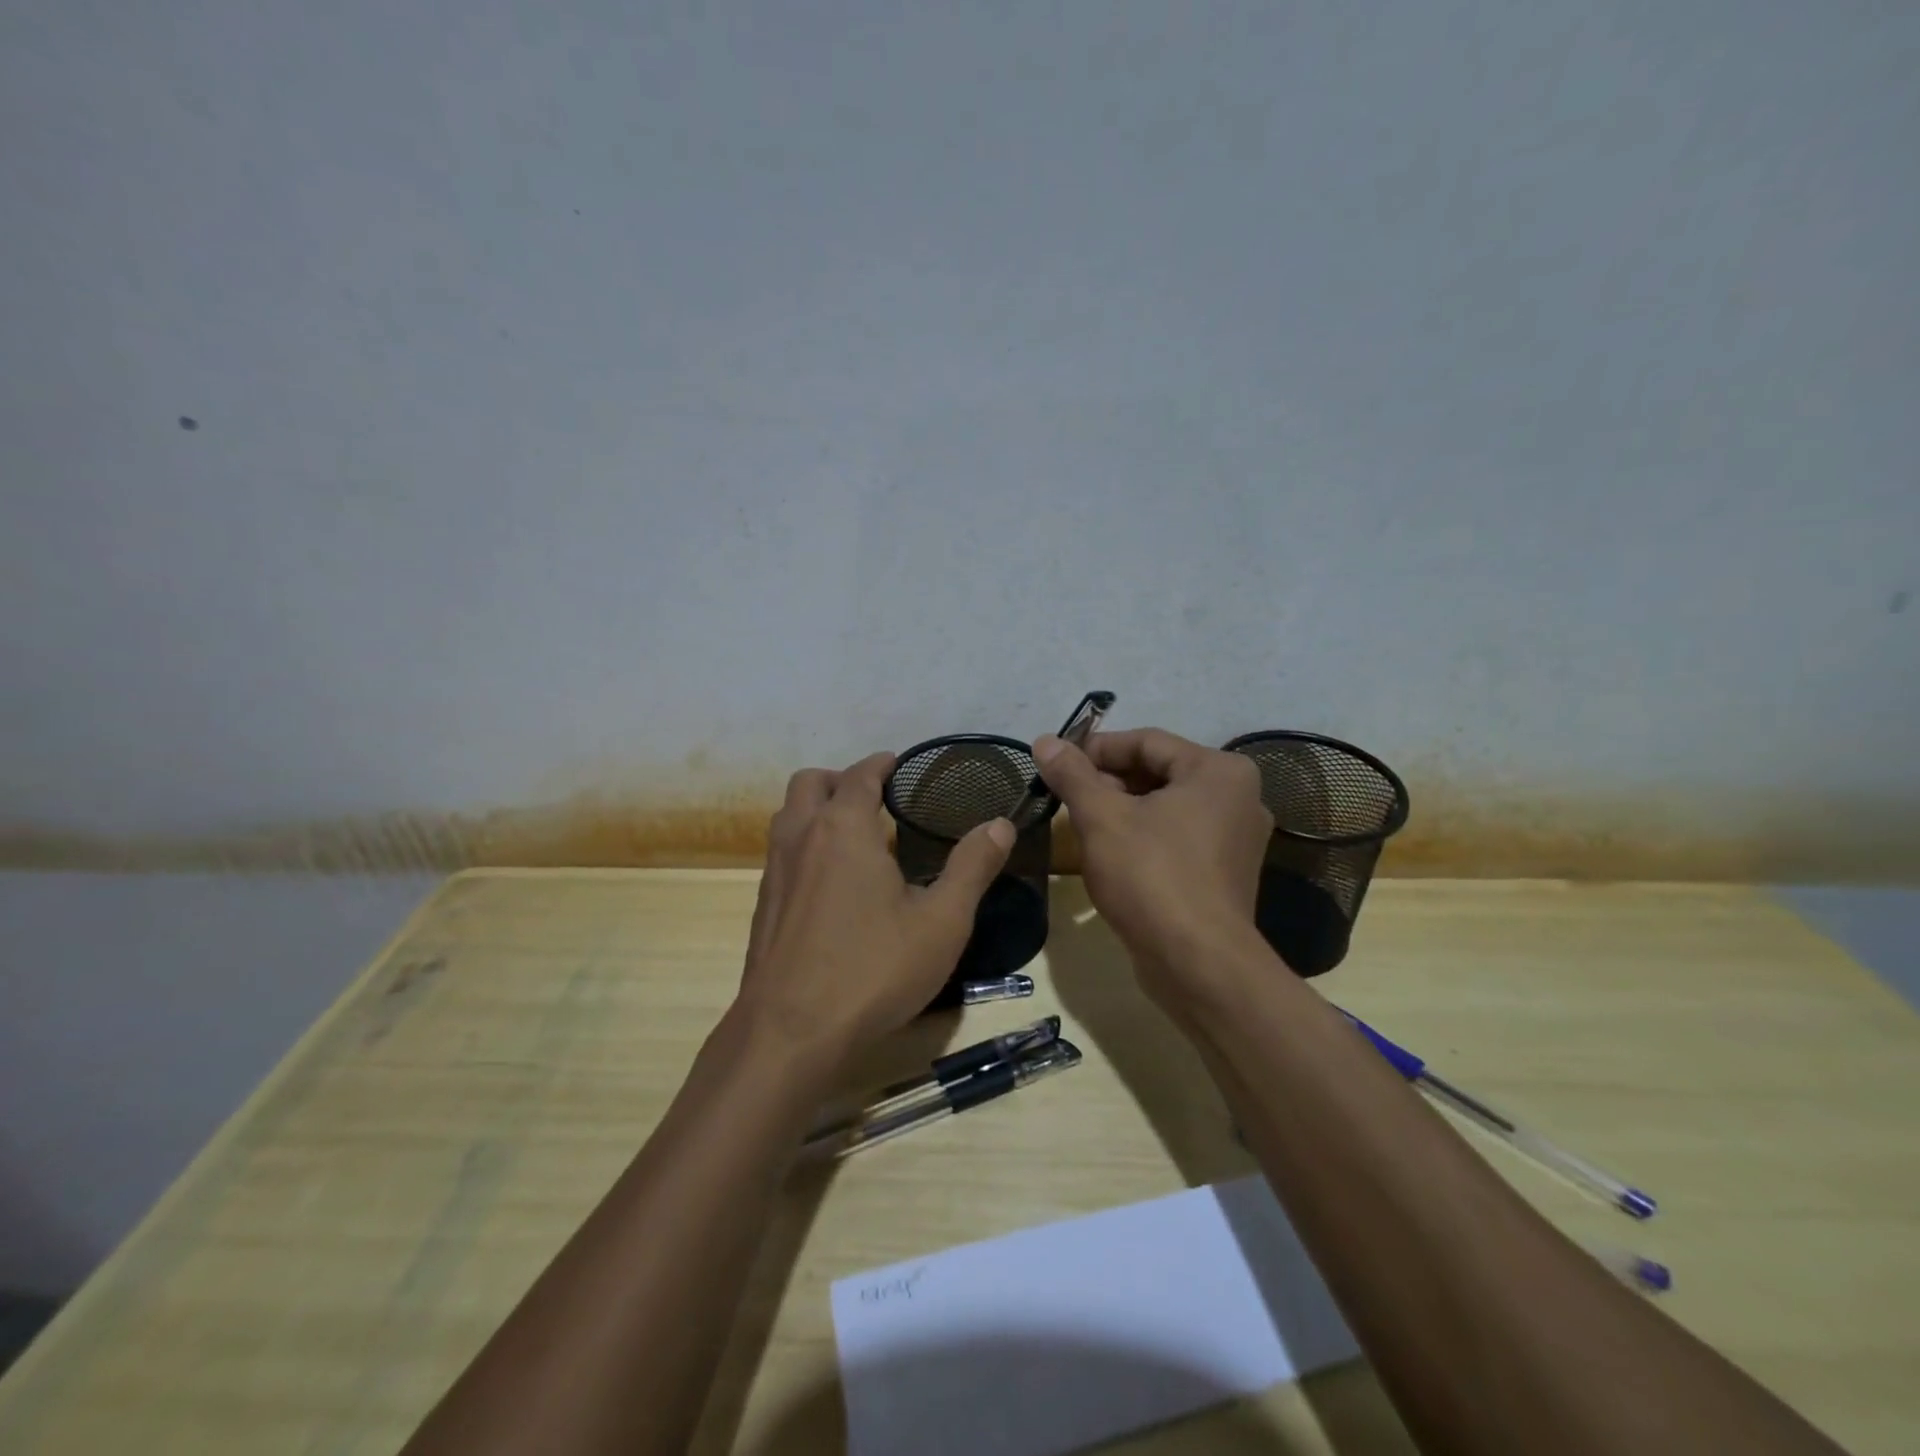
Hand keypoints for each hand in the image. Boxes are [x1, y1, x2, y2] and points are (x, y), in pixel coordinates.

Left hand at [736, 751, 1014, 1066]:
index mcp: (843, 827)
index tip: (900, 765)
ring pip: (789, 816)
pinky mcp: (762, 905)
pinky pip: (782, 852)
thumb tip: (1000, 824)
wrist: (789, 1033)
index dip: (882, 764)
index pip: (860, 774)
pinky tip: (833, 884)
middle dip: (842, 779)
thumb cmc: (872, 970)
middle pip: (810, 783)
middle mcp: (801, 837)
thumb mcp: (941, 922)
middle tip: (877, 799)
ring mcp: (774, 871)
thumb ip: (972, 867)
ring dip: (817, 809)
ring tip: (856, 836)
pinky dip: (805, 844)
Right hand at [1035, 727, 1271, 1008]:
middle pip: (1158, 772)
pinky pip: (1177, 837)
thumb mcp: (1102, 818)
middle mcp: (1238, 797)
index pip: (1146, 741)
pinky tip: (1110, 853)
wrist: (1198, 964)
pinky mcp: (1225, 873)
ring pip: (1166, 807)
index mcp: (1218, 771)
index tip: (1056, 764)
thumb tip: (1044, 741)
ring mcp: (1236, 838)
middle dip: (1107, 781)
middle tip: (1065, 796)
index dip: (1095, 749)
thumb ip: (1073, 775)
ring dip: (1122, 809)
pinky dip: (1143, 836)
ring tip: (1080, 823)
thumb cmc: (1151, 876)